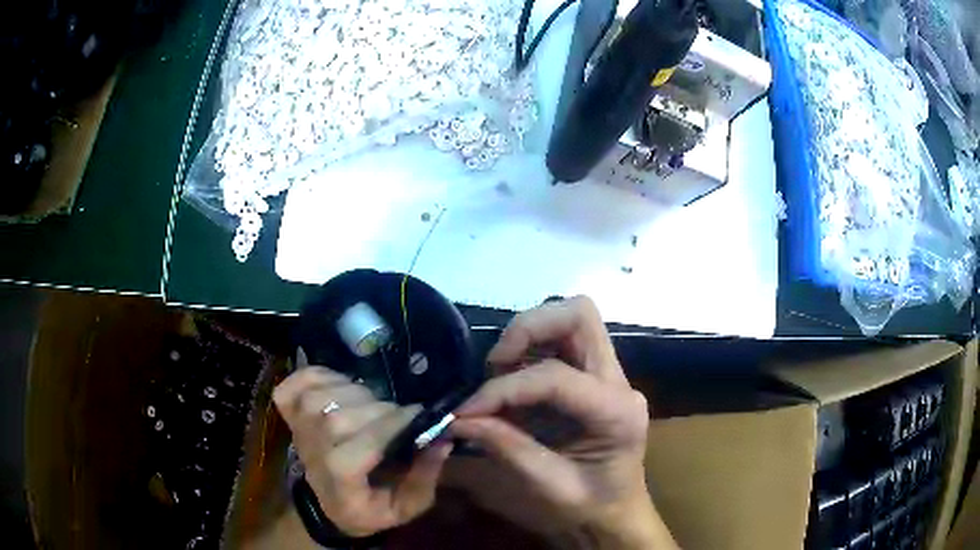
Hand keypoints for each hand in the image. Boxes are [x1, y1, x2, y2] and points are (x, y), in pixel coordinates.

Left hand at [273, 363, 451, 537]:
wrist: (327, 506)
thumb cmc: (369, 508)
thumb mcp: (405, 508)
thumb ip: (424, 479)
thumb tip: (442, 440)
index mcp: (340, 480)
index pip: (362, 446)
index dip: (393, 426)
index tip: (419, 415)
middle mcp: (312, 451)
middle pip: (340, 417)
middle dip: (380, 409)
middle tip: (399, 414)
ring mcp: (297, 427)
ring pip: (322, 395)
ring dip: (355, 391)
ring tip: (372, 403)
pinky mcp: (289, 410)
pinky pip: (302, 379)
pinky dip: (323, 374)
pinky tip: (342, 386)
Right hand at [449, 297, 676, 548]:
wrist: (618, 512)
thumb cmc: (591, 507)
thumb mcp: (548, 487)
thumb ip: (506, 448)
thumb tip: (459, 419)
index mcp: (617, 413)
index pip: (556, 376)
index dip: (504, 388)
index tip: (467, 410)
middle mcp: (619, 381)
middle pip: (579, 315)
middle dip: (528, 328)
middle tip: (495, 364)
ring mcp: (611, 374)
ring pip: (572, 318)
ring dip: (529, 334)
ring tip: (500, 371)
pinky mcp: (596, 376)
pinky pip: (563, 339)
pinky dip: (531, 347)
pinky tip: (512, 378)